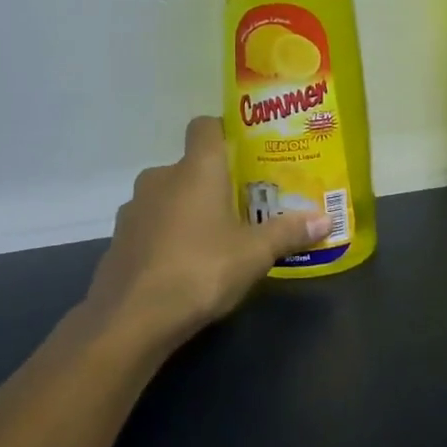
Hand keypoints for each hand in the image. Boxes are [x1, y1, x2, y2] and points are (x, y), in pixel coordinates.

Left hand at [85, 117, 328, 346]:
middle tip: (244, 204)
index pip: (205, 126)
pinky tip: (185, 262)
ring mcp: (134, 209)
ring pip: (169, 196)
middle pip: (191, 166)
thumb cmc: (200, 271)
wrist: (131, 320)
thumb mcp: (255, 254)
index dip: (225, 131)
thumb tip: (326, 219)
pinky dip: (168, 234)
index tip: (247, 151)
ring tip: (217, 236)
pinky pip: (151, 224)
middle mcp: (160, 178)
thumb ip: (289, 232)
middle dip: (215, 182)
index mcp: (196, 170)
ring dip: (189, 209)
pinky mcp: (119, 240)